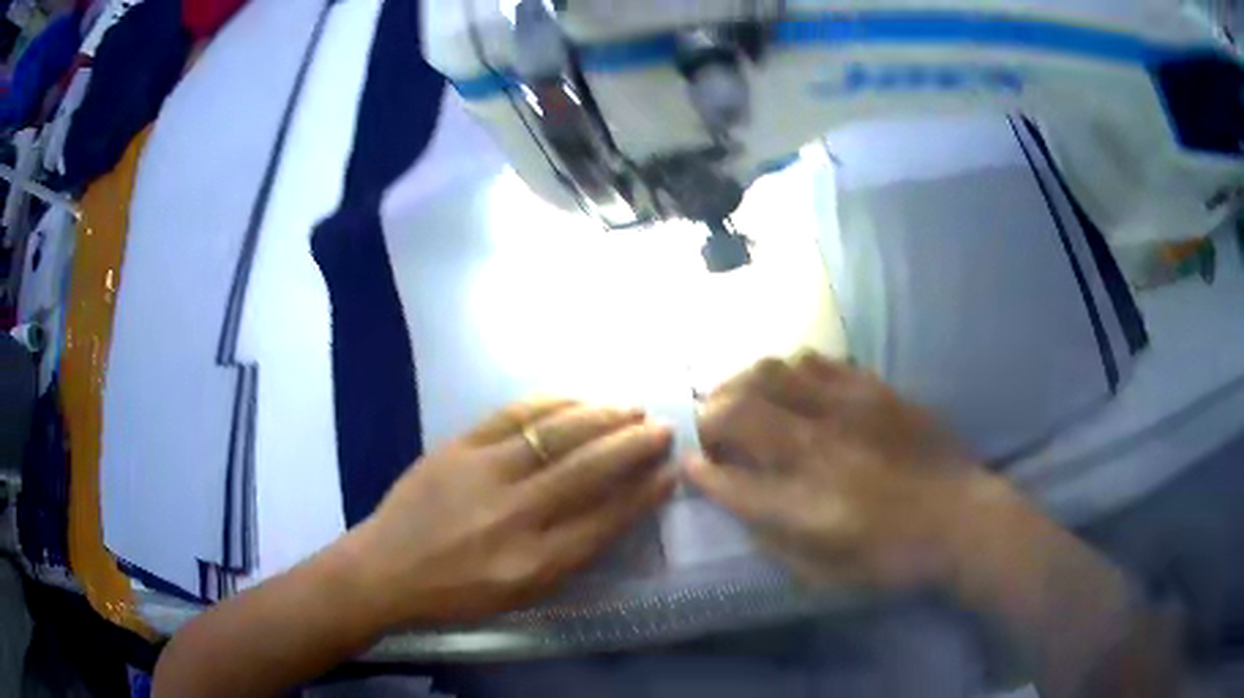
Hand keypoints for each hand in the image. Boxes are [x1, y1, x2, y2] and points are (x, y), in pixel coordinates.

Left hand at [346, 399, 675, 627]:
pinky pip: (515, 414)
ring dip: (601, 416)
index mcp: (534, 563)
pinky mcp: (458, 446)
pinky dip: (553, 402)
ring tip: (631, 408)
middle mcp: (515, 515)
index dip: (643, 494)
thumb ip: (571, 555)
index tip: (670, 472)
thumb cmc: (458, 593)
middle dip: (634, 446)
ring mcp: (483, 473)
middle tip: (663, 428)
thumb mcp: (522, 593)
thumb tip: (615, 510)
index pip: (605, 521)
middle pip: (588, 470)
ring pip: (556, 434)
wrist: (387, 568)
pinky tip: (577, 398)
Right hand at [688, 354, 1005, 593]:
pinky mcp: (873, 389)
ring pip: (772, 371)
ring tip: (745, 399)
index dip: (699, 470)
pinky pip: (817, 361)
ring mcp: (846, 409)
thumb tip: (741, 503)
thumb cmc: (890, 558)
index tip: (692, 466)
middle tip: (712, 428)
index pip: (726, 477)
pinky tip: (794, 387)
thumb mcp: (823, 573)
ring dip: (744, 384)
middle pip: (736, 410)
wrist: (960, 520)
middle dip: (708, 416)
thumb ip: (773, 538)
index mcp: (802, 504)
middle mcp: (815, 449)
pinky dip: (791, 371)